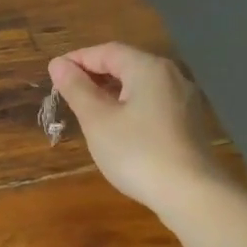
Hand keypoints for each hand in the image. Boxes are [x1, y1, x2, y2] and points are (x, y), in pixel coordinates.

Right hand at [48, 43, 227, 216]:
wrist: (191, 194)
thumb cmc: (137, 152)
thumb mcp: (97, 120)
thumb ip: (76, 89)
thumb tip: (58, 64)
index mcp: (148, 68)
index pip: (106, 51)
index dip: (78, 59)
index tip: (54, 73)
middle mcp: (170, 76)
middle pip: (126, 64)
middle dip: (94, 74)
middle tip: (67, 92)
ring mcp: (184, 100)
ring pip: (140, 85)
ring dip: (111, 91)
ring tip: (87, 109)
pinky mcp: (189, 123)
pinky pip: (152, 103)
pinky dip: (129, 106)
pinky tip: (117, 127)